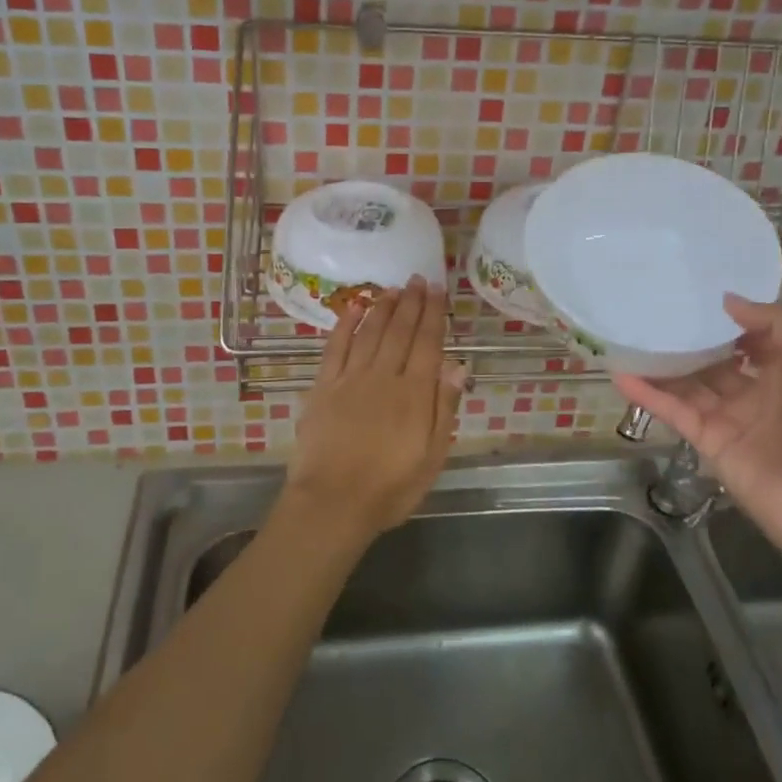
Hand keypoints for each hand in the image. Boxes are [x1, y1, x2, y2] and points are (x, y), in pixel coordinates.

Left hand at [284, 276, 465, 542]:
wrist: (332, 503)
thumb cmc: (390, 488)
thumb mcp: (432, 457)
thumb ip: (444, 408)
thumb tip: (457, 365)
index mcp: (414, 394)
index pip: (428, 343)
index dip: (433, 314)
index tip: (438, 289)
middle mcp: (384, 377)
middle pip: (400, 331)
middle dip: (411, 302)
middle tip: (418, 279)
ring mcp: (351, 379)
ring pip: (370, 333)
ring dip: (383, 307)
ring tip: (393, 288)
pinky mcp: (324, 387)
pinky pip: (336, 347)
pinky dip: (346, 325)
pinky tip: (354, 308)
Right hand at [613, 295, 781, 562]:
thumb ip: (774, 326)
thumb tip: (726, 300)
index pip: (750, 337)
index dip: (727, 318)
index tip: (696, 294)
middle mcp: (754, 391)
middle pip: (713, 359)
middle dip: (688, 339)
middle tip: (653, 310)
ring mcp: (727, 416)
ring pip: (688, 383)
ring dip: (661, 364)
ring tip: (628, 337)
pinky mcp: (705, 440)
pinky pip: (673, 411)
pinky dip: (648, 395)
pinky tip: (621, 375)